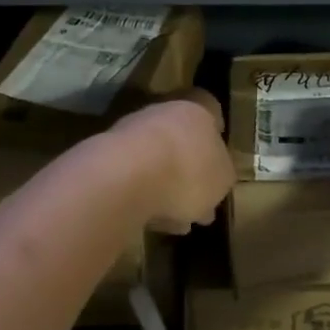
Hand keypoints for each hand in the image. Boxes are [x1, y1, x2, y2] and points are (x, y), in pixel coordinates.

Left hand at [114, 90, 234, 233]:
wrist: (125, 177)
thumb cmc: (188, 171)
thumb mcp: (222, 179)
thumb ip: (222, 175)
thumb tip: (217, 177)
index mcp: (197, 109)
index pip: (210, 107)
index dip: (216, 129)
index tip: (219, 151)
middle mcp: (162, 112)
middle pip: (181, 135)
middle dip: (190, 166)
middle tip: (200, 198)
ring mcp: (131, 132)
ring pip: (156, 158)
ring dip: (166, 185)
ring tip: (177, 220)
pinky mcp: (107, 157)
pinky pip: (133, 177)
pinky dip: (144, 196)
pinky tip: (153, 222)